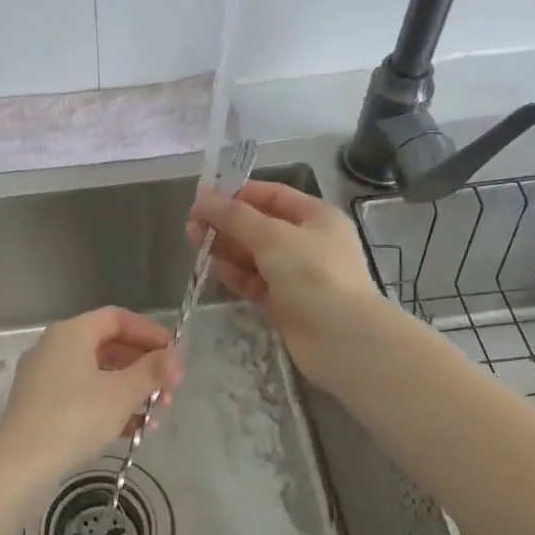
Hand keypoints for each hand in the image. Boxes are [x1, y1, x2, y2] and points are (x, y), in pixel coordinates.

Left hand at [0, 307, 180, 499]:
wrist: (19, 466)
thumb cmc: (74, 419)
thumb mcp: (121, 394)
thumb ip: (152, 371)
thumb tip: (175, 357)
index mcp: (71, 333)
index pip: (118, 318)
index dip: (150, 333)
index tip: (175, 355)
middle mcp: (54, 346)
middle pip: (109, 346)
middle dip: (144, 368)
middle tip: (170, 391)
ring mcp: (44, 376)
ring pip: (97, 374)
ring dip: (130, 391)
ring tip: (156, 416)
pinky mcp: (40, 404)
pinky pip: (82, 394)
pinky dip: (108, 406)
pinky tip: (132, 431)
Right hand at [188, 181, 381, 387]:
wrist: (343, 340)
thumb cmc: (313, 275)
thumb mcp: (272, 236)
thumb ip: (234, 216)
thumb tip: (202, 197)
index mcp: (317, 217)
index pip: (273, 196)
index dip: (239, 195)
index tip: (204, 199)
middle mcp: (309, 243)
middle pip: (260, 227)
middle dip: (227, 224)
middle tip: (192, 226)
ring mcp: (298, 276)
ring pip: (255, 256)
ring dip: (228, 249)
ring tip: (196, 245)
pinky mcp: (287, 305)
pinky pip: (257, 284)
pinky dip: (238, 277)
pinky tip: (218, 272)